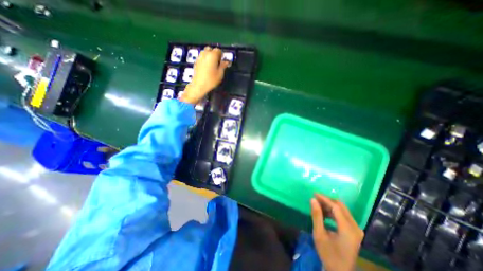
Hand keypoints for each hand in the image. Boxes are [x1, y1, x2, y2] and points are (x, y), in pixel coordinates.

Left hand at [179, 46, 229, 102]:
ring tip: (212, 65)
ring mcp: (199, 57)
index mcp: (212, 55)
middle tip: (217, 62)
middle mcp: (205, 53)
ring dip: (209, 56)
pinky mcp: (196, 62)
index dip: (222, 55)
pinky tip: (207, 67)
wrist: (199, 85)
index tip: (223, 61)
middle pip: (211, 49)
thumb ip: (223, 66)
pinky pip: (202, 57)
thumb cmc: (211, 80)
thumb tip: (226, 61)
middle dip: (214, 54)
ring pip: (205, 52)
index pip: (218, 50)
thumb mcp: (220, 74)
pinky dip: (205, 59)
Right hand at [312, 194, 364, 270]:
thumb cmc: (328, 254)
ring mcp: (357, 230)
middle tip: (315, 198)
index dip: (324, 199)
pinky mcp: (355, 231)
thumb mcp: (319, 234)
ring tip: (318, 205)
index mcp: (348, 230)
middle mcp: (355, 228)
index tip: (314, 194)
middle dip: (327, 200)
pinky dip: (334, 212)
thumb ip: (316, 216)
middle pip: (341, 207)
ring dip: (330, 205)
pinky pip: (344, 215)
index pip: (336, 207)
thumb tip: (313, 200)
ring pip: (343, 210)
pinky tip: (325, 213)